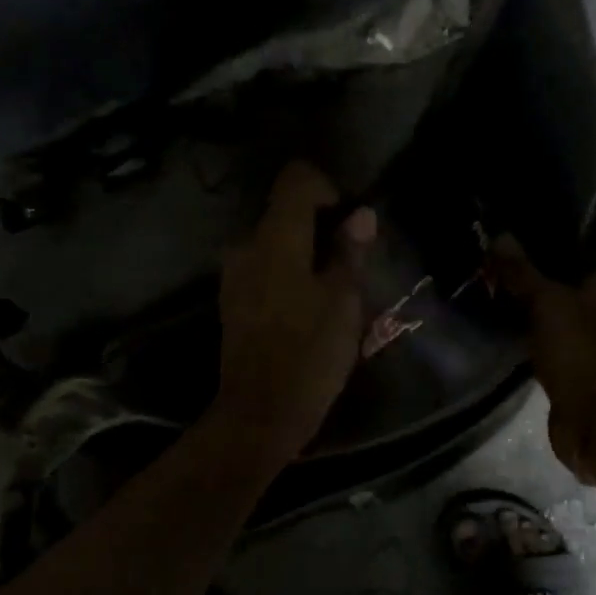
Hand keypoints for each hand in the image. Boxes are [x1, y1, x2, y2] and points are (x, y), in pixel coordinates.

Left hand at [212, 161, 376, 466]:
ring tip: (336, 291)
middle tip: (352, 263)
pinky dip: (290, 276)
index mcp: (275, 238)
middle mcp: (247, 247)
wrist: (260, 414)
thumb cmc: (309, 354)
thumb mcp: (344, 302)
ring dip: (306, 255)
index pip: (296, 180)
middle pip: (286, 213)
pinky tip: (310, 309)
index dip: (327, 187)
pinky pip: (265, 270)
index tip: (349, 219)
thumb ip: (350, 252)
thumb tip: (361, 215)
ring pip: (276, 244)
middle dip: (321, 228)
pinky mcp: (233, 302)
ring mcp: (235, 276)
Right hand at [490, 235, 595, 478]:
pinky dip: (540, 336)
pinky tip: (513, 328)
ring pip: (570, 315)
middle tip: (521, 265)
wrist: (593, 416)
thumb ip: (522, 271)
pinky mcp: (578, 369)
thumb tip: (499, 236)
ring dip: (547, 308)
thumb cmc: (579, 346)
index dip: (593, 251)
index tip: (560, 241)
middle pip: (588, 287)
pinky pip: (556, 343)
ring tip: (509, 292)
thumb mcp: (545, 301)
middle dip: (560, 278)